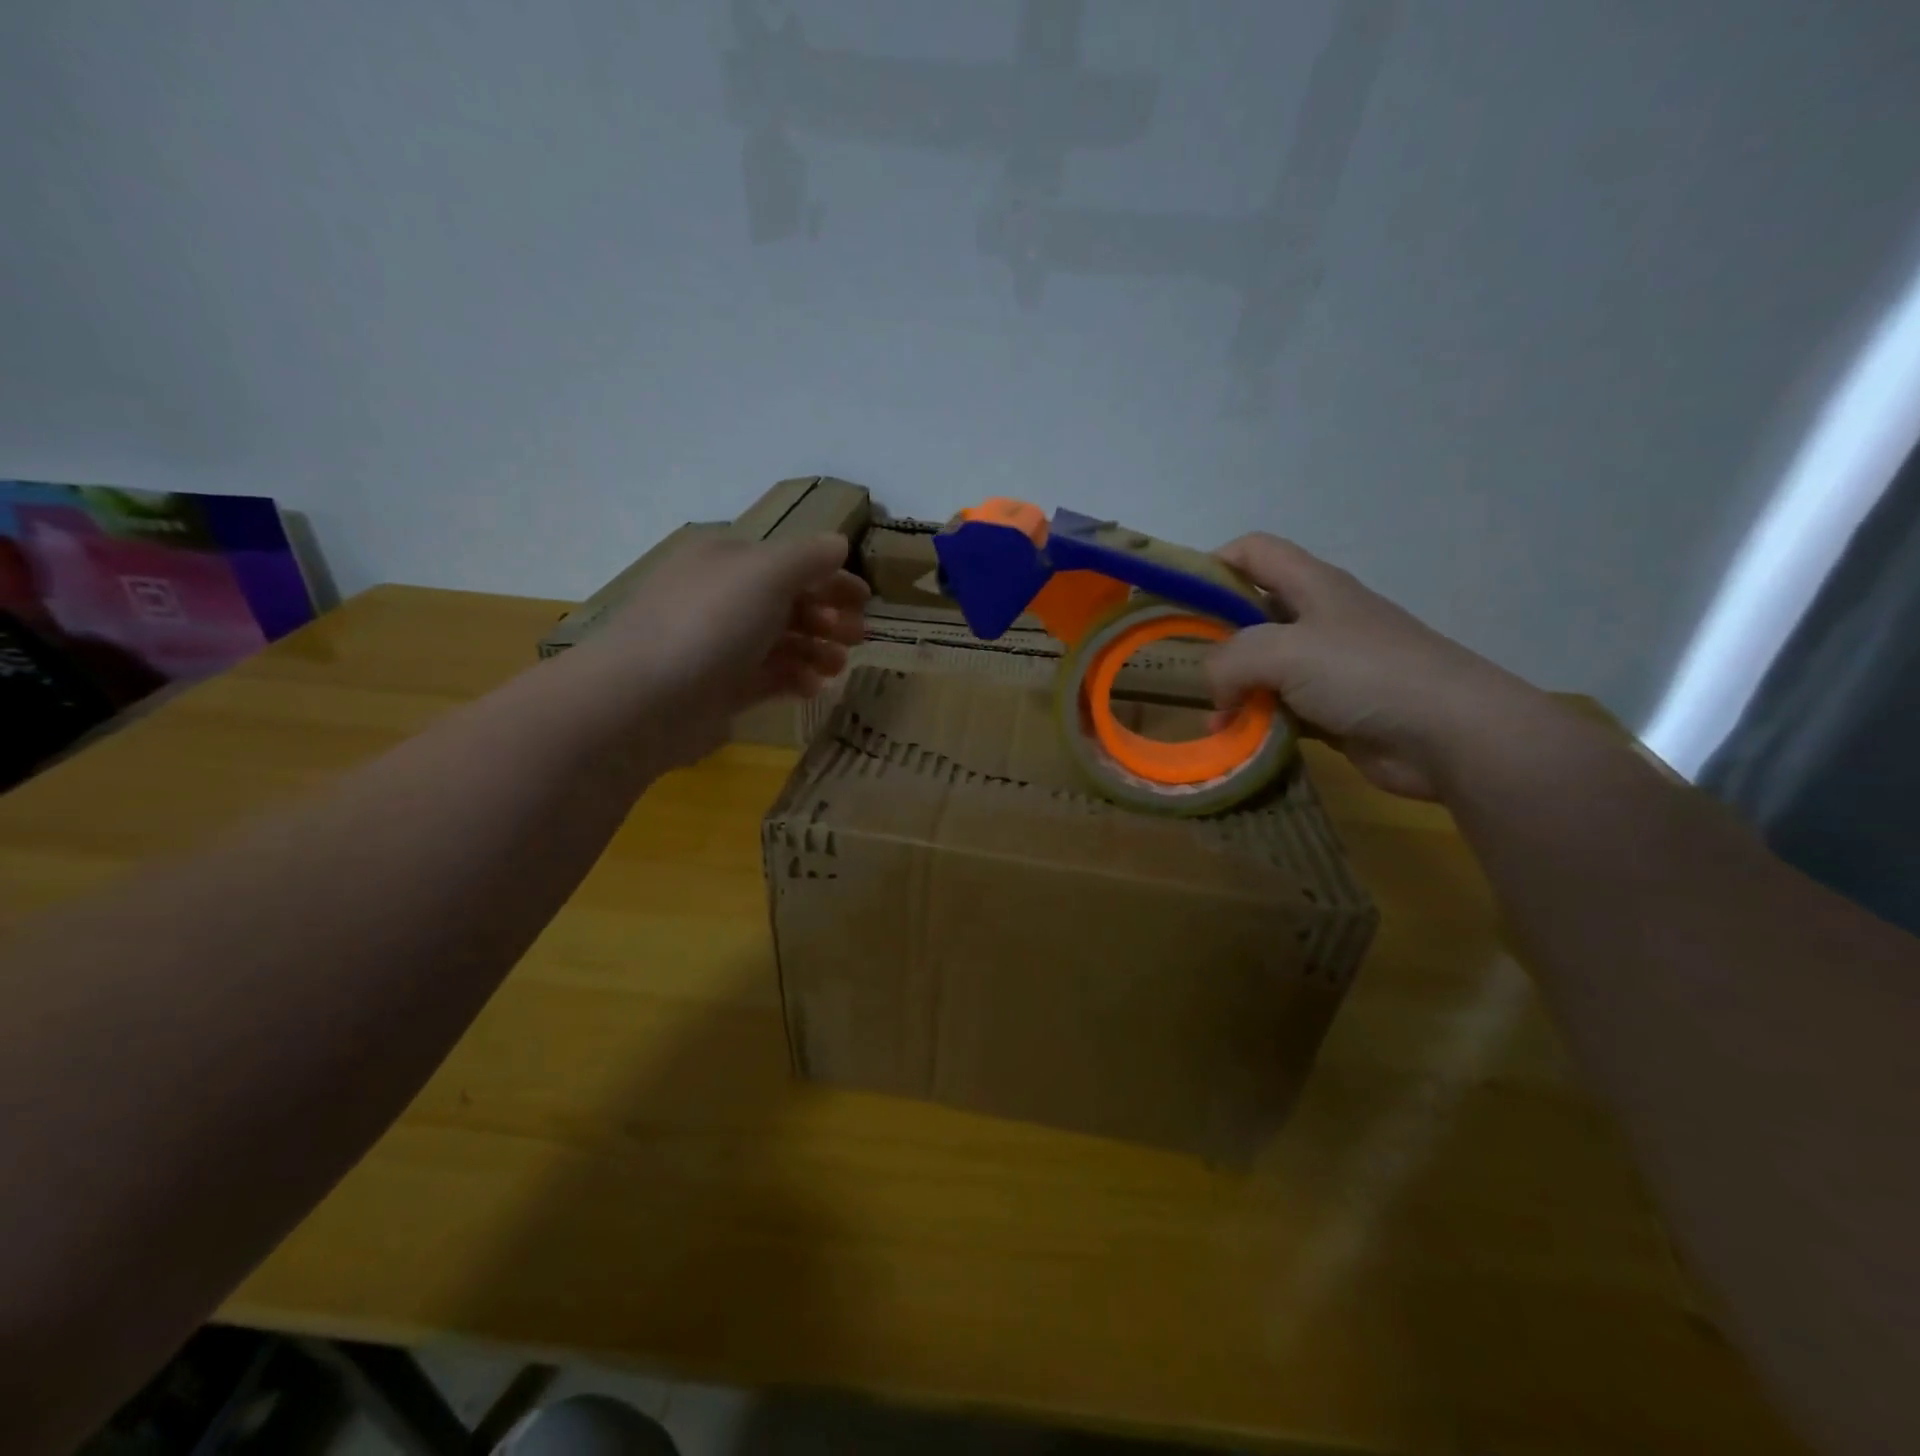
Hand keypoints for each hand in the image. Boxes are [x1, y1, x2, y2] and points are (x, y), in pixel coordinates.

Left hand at [577, 531, 867, 763]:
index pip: (790, 562)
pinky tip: (812, 689)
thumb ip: (808, 558)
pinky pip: (767, 678)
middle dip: (828, 617)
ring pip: (780, 642)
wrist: (645, 699)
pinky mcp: (719, 688)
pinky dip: (793, 679)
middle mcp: (722, 598)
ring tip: (838, 667)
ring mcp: (719, 645)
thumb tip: (837, 544)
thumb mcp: (766, 574)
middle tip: (859, 637)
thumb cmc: (710, 624)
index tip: (867, 600)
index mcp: (728, 560)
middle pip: (788, 602)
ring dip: (816, 650)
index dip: (831, 577)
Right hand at [1206, 534, 1542, 799]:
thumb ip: (1229, 660)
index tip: (1174, 597)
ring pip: (1261, 667)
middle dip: (1212, 637)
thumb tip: (1214, 690)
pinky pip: (1278, 707)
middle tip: (1175, 665)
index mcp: (1312, 586)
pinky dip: (1255, 720)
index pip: (1253, 551)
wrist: (1451, 735)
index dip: (1211, 563)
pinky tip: (1236, 740)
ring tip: (1208, 715)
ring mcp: (1327, 666)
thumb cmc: (1367, 673)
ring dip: (1232, 689)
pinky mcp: (1332, 709)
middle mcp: (1318, 619)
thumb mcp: (1284, 651)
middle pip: (1250, 612)